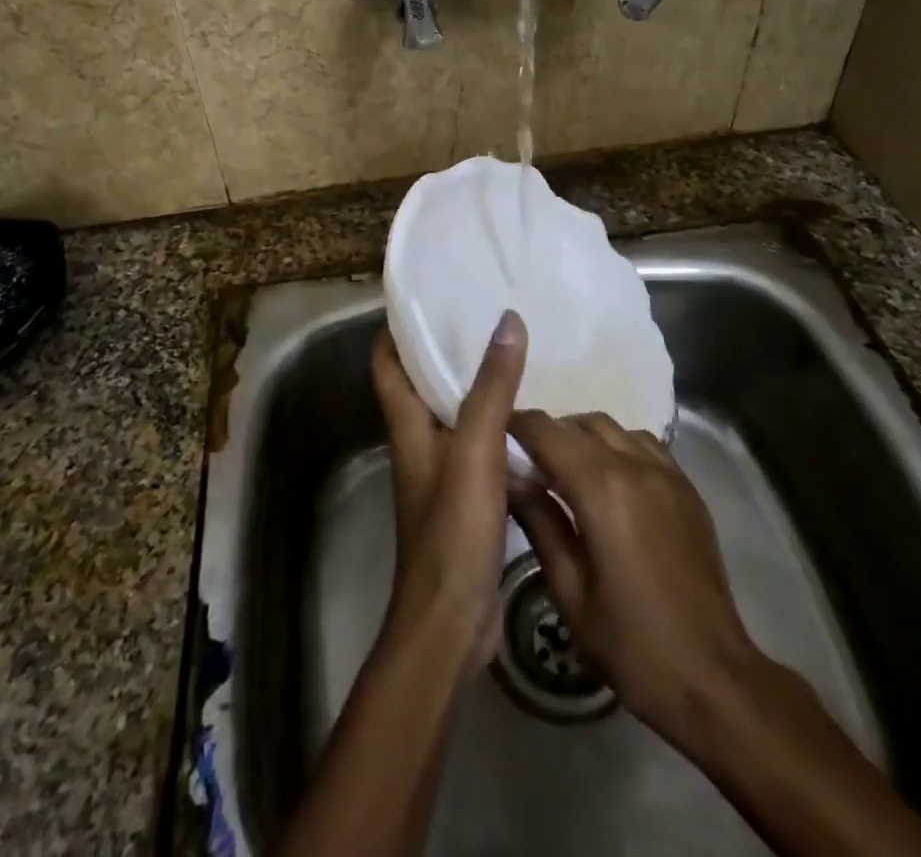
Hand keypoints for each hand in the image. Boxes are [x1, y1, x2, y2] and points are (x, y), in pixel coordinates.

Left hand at [371, 312, 527, 671]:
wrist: (452, 622)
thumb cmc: (453, 529)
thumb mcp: (475, 449)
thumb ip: (492, 386)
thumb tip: (508, 319)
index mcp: (407, 426)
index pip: (387, 364)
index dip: (397, 329)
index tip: (426, 298)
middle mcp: (419, 443)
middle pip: (422, 384)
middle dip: (446, 350)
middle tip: (485, 317)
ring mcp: (443, 473)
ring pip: (456, 416)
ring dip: (478, 388)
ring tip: (516, 357)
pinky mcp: (467, 499)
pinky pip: (483, 448)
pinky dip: (501, 429)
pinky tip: (534, 422)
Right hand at [507, 411, 806, 750]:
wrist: (713, 678)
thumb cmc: (631, 644)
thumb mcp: (569, 591)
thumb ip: (538, 522)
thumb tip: (510, 478)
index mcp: (601, 488)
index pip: (547, 432)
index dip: (517, 425)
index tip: (495, 435)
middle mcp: (635, 465)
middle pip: (581, 423)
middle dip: (549, 433)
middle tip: (528, 463)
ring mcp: (667, 473)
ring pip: (614, 428)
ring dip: (584, 438)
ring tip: (567, 472)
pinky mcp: (687, 488)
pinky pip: (644, 445)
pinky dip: (618, 447)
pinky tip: (610, 482)